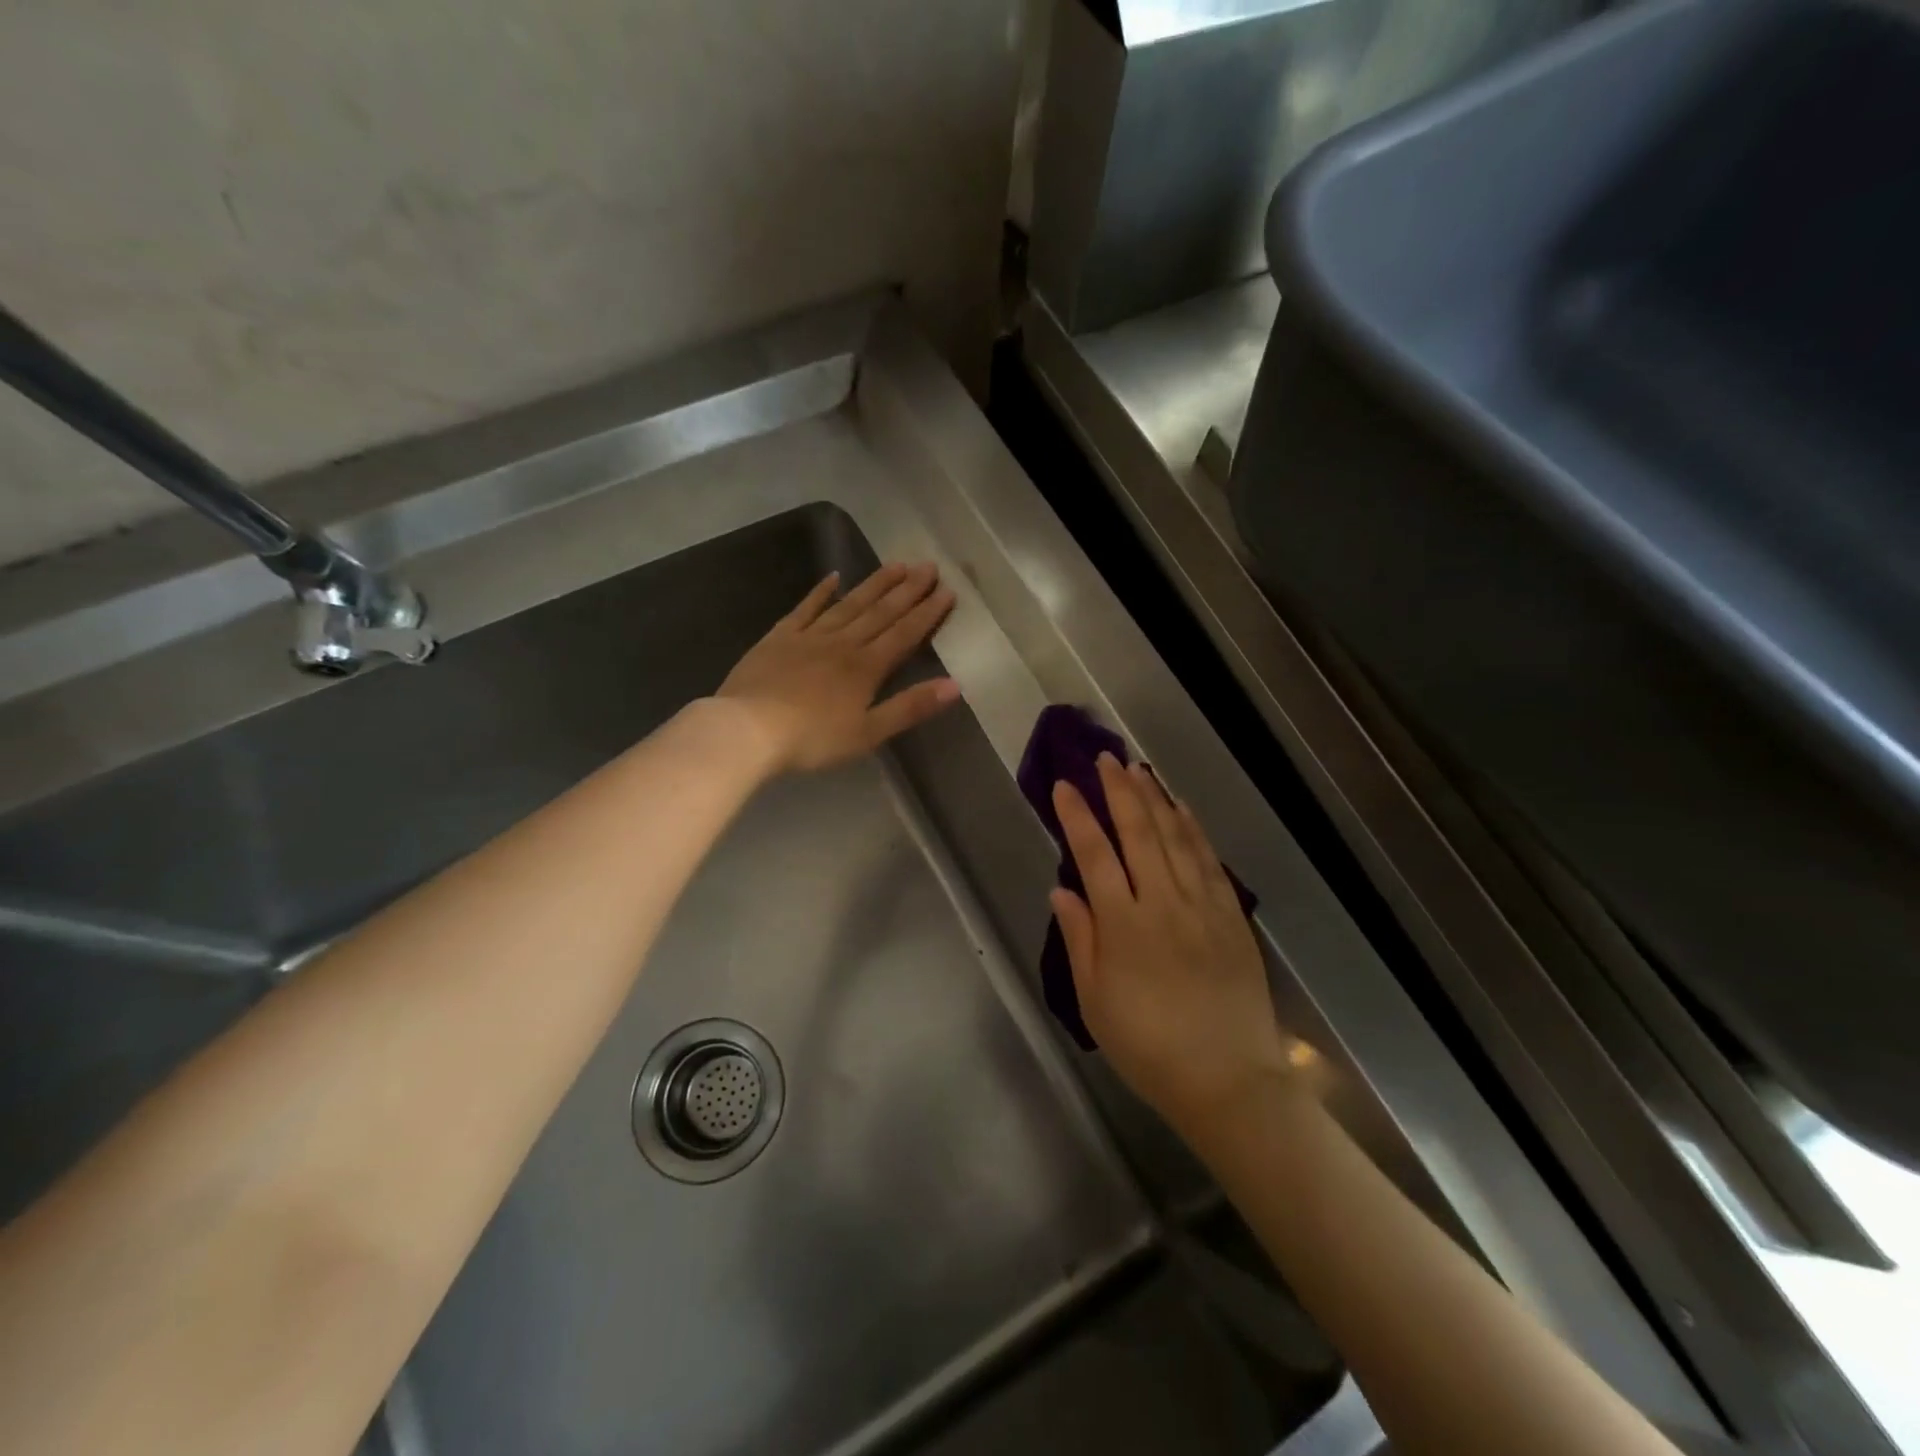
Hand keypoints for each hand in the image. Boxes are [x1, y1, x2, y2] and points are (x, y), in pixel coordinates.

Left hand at [715, 562, 959, 772]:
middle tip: (929, 566)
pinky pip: (805, 608)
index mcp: (866, 668)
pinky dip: (821, 592)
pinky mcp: (779, 637)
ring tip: (896, 564)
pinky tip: (834, 576)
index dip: (927, 613)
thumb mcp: (868, 732)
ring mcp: (809, 636)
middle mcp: (843, 644)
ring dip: (875, 584)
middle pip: (881, 612)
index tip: (947, 591)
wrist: (748, 728)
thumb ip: (910, 707)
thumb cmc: (812, 739)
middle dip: (908, 590)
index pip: (904, 634)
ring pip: (849, 604)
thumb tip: (955, 685)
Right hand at [1051, 756, 1292, 1136]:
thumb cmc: (1148, 1047)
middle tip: (1106, 759)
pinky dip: (1194, 829)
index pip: (1094, 855)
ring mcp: (1203, 906)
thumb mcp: (1095, 1002)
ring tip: (1140, 769)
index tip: (1065, 786)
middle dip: (1119, 791)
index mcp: (1124, 925)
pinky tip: (1183, 809)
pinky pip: (1211, 861)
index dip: (1078, 816)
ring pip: (1176, 838)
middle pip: (1139, 833)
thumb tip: (1061, 889)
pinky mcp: (1232, 917)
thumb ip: (1079, 939)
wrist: (1229, 1080)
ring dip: (1156, 799)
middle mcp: (1163, 903)